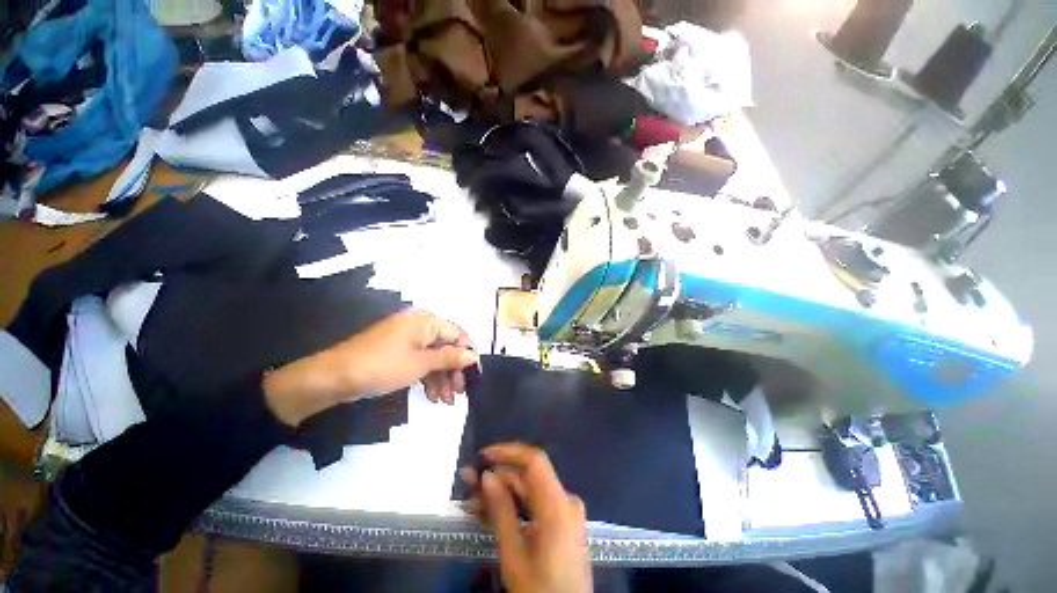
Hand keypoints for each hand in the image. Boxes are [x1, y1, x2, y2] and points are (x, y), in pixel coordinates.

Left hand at [263, 309, 478, 425]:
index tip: (474, 376)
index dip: (467, 354)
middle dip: (453, 370)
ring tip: (445, 401)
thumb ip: (450, 358)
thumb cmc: (382, 366)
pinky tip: (431, 395)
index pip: (457, 334)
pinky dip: (426, 377)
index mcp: (425, 320)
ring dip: (441, 377)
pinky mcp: (397, 351)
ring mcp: (406, 339)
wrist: (332, 378)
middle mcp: (418, 325)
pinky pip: (419, 361)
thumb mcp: (420, 363)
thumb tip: (473, 355)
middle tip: (458, 393)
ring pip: (433, 356)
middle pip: (446, 346)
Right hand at [462, 443, 591, 592]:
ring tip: (472, 500)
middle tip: (468, 482)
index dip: (508, 452)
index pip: (534, 461)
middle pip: (529, 478)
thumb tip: (486, 476)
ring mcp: (565, 511)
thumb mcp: (514, 553)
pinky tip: (489, 511)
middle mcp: (565, 501)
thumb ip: (500, 510)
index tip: (483, 456)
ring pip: (529, 491)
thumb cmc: (539, 590)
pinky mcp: (562, 522)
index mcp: (558, 505)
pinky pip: (535, 505)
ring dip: (502, 493)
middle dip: (498, 477)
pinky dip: (514, 506)